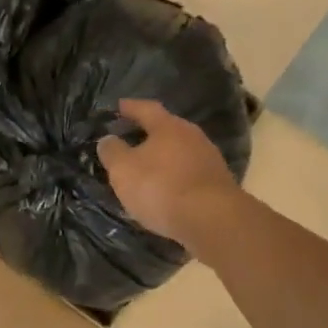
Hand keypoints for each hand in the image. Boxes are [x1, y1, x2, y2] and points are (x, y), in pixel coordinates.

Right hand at [97, 99, 243, 253]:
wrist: (213, 220)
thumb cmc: (161, 188)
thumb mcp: (124, 170)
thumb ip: (112, 151)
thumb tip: (108, 139)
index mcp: (168, 126)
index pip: (146, 109)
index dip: (131, 107)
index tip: (119, 106)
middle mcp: (193, 136)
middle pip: (167, 130)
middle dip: (149, 134)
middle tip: (131, 140)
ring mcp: (210, 160)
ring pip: (180, 152)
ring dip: (164, 159)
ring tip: (147, 169)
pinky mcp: (219, 184)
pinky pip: (190, 174)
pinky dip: (176, 178)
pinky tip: (167, 191)